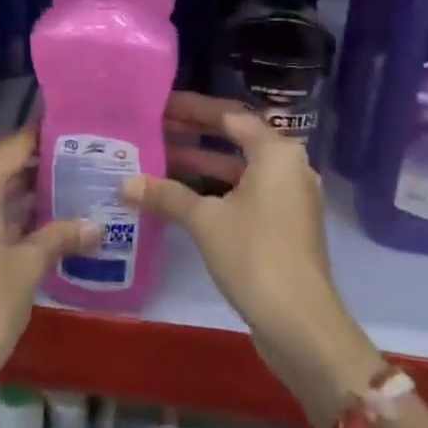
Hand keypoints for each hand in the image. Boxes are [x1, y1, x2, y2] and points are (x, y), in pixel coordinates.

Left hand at [0, 126, 98, 394]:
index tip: (65, 127)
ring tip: (49, 182)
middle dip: (14, 152)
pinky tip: (27, 217)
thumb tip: (96, 226)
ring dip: (4, 177)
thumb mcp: (29, 266)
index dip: (36, 135)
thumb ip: (60, 237)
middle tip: (53, 157)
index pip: (10, 147)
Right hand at [129, 93, 383, 427]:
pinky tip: (182, 196)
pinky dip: (216, 189)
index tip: (161, 105)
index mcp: (276, 152)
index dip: (193, 109)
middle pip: (236, 138)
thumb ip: (167, 195)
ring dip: (203, 163)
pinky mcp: (284, 224)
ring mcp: (289, 197)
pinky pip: (245, 192)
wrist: (300, 322)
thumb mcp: (205, 221)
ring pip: (239, 168)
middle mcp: (288, 166)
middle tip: (155, 128)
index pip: (230, 116)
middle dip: (195, 134)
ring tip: (159, 158)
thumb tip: (126, 184)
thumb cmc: (254, 255)